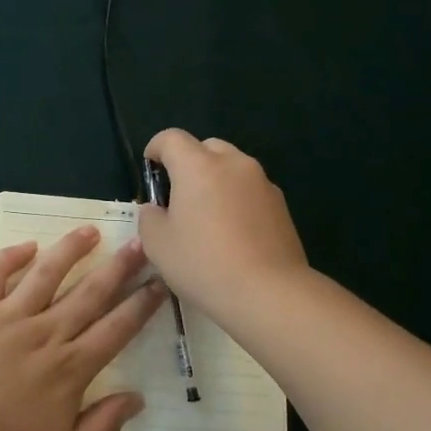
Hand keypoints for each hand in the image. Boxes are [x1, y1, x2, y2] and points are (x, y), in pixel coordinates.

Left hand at [0, 227, 165, 430]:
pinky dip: (10, 256)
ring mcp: (9, 316)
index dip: (141, 305)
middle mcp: (46, 333)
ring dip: (71, 249)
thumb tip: (138, 399)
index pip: (116, 329)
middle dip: (119, 267)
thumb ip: (102, 426)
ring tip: (91, 230)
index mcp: (71, 367)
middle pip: (90, 293)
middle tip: (140, 243)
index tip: (160, 283)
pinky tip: (27, 245)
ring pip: (47, 273)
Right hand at [137, 128, 308, 320]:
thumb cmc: (203, 264)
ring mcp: (262, 182)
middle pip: (206, 147)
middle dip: (189, 163)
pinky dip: (237, 200)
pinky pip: (251, 190)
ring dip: (216, 181)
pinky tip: (234, 234)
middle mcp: (233, 164)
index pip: (171, 138)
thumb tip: (157, 209)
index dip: (156, 148)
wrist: (268, 292)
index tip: (150, 169)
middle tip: (178, 196)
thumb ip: (149, 217)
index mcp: (198, 166)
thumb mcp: (157, 244)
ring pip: (232, 168)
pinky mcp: (281, 205)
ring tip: (207, 217)